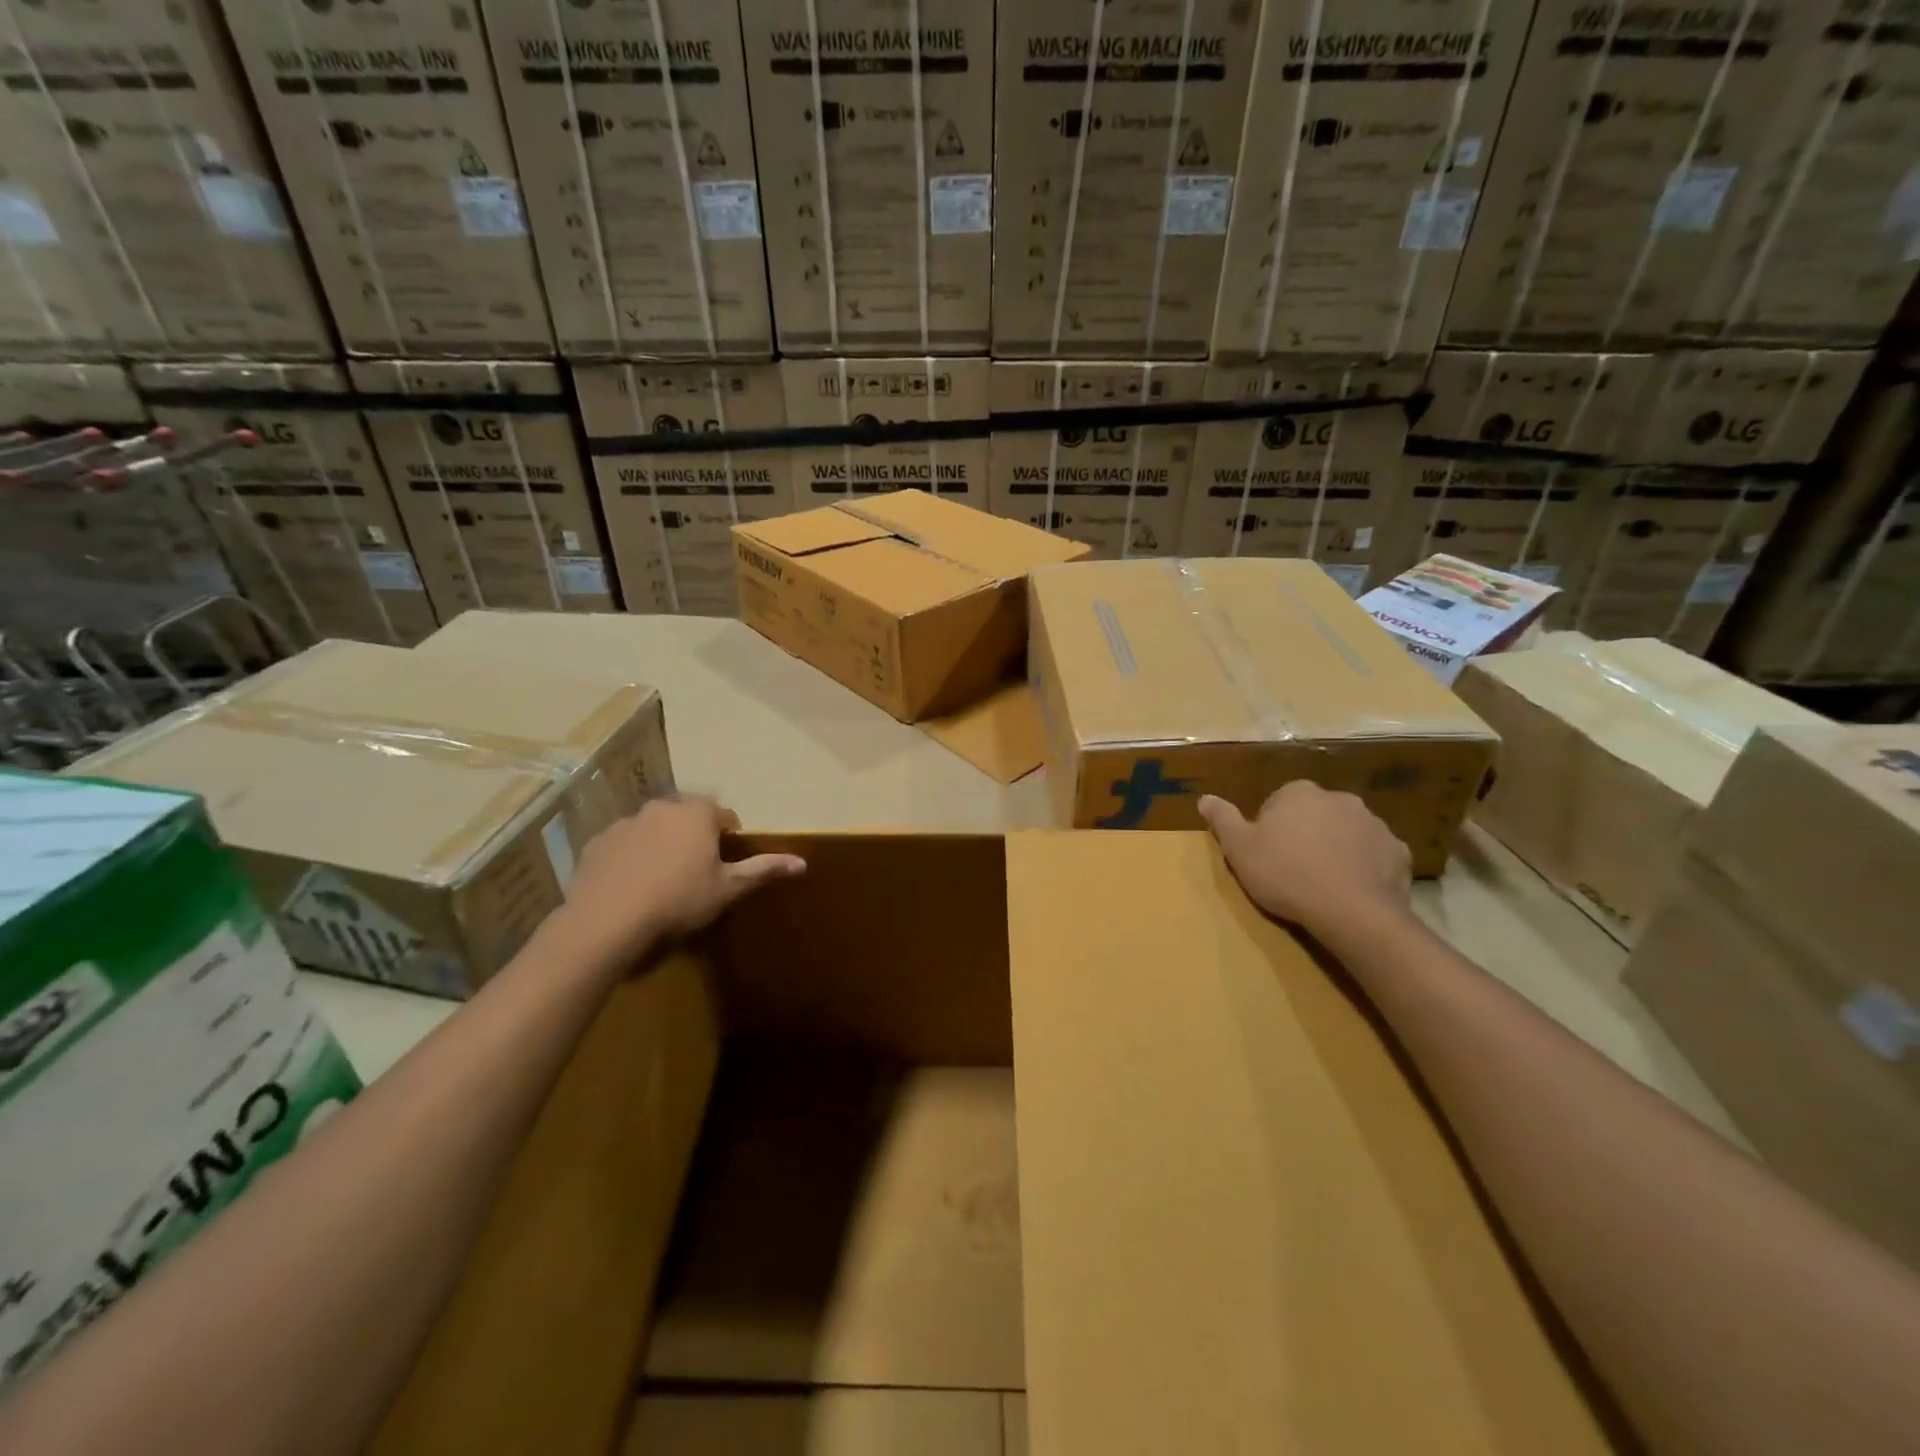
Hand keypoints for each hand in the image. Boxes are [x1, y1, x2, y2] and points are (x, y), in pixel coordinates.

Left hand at [553, 797, 804, 964]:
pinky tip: (632, 887)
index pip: (724, 816)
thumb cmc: (679, 899)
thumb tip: (802, 862)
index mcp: (698, 813)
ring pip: (654, 829)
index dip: (729, 839)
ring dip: (662, 845)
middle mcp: (662, 807)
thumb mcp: (728, 888)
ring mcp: (626, 822)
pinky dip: (631, 858)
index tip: (725, 865)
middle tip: (696, 873)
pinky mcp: (598, 842)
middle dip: (694, 838)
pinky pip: (624, 845)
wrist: (608, 920)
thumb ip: (764, 870)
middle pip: (688, 818)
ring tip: (661, 882)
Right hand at [1198, 782, 1411, 943]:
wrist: (1351, 912)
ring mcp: (1373, 823)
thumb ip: (1222, 819)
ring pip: (1347, 832)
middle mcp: (1339, 798)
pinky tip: (1353, 889)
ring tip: (1324, 882)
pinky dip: (1365, 866)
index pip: (1277, 803)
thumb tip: (1205, 798)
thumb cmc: (1286, 875)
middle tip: (1293, 869)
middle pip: (1314, 814)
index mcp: (1299, 793)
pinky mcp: (1398, 851)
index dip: (1269, 829)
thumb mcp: (1239, 849)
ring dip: (1337, 848)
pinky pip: (1375, 855)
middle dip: (1306, 834)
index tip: (1267, 855)